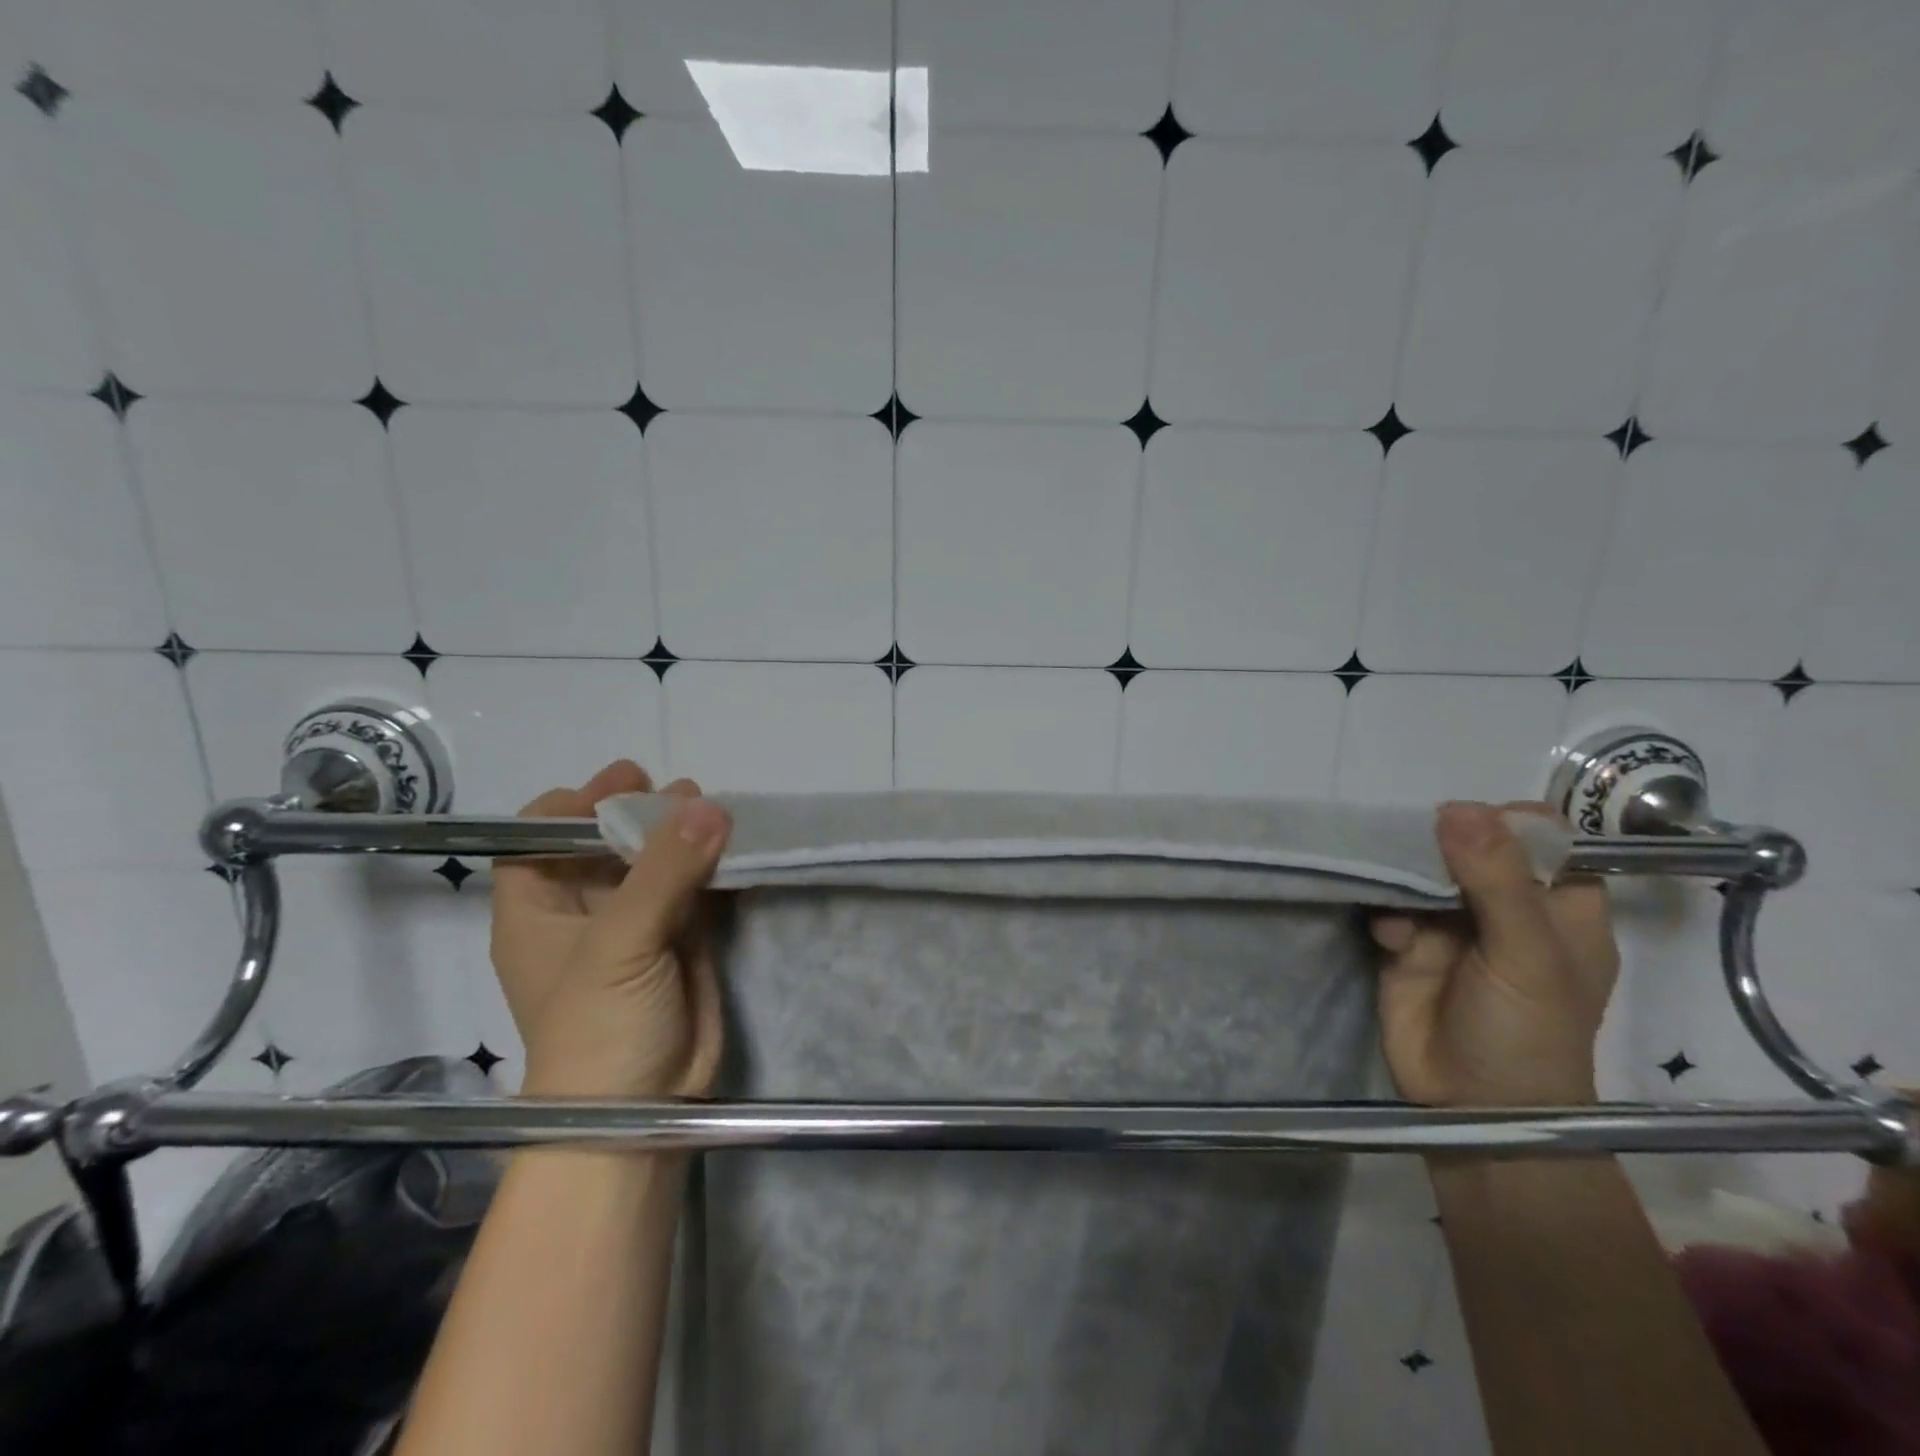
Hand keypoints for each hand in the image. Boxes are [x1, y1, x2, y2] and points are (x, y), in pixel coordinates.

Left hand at [490, 760, 731, 1098]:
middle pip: (604, 843)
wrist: (643, 1110)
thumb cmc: (599, 1027)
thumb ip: (662, 872)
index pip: (539, 839)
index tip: (621, 784)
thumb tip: (708, 805)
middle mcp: (584, 912)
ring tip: (713, 807)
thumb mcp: (619, 943)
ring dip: (681, 834)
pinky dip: (712, 865)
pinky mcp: (681, 941)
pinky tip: (734, 844)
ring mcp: (636, 926)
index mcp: (538, 911)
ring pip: (656, 863)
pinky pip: (695, 889)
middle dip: (637, 812)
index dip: (572, 806)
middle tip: (679, 788)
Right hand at [1371, 801, 1616, 1107]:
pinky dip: (1386, 915)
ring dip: (1405, 878)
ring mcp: (1452, 926)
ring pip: (1422, 872)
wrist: (1471, 1109)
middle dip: (1442, 845)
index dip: (1511, 824)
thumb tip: (1457, 807)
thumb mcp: (1527, 954)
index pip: (1544, 840)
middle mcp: (1506, 909)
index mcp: (1560, 908)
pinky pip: (1389, 907)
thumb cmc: (1526, 1033)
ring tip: (1403, 905)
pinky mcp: (1407, 945)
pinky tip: (1391, 940)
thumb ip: (1496, 880)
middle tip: (1419, 851)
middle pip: (1471, 847)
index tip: (1474, 824)